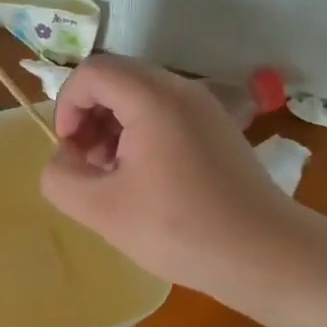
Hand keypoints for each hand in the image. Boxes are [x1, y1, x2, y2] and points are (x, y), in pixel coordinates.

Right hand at [39, 54, 298, 295]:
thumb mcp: (103, 211)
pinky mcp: (217, 126)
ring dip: (113, 126)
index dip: (67, 106)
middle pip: (116, 79)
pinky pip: (165, 112)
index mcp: (153, 97)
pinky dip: (141, 133)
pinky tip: (145, 179)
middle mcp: (181, 88)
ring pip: (140, 95)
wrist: (266, 253)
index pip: (91, 72)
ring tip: (113, 176)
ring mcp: (204, 105)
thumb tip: (63, 159)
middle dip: (89, 117)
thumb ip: (61, 178)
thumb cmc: (181, 229)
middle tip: (88, 166)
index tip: (69, 151)